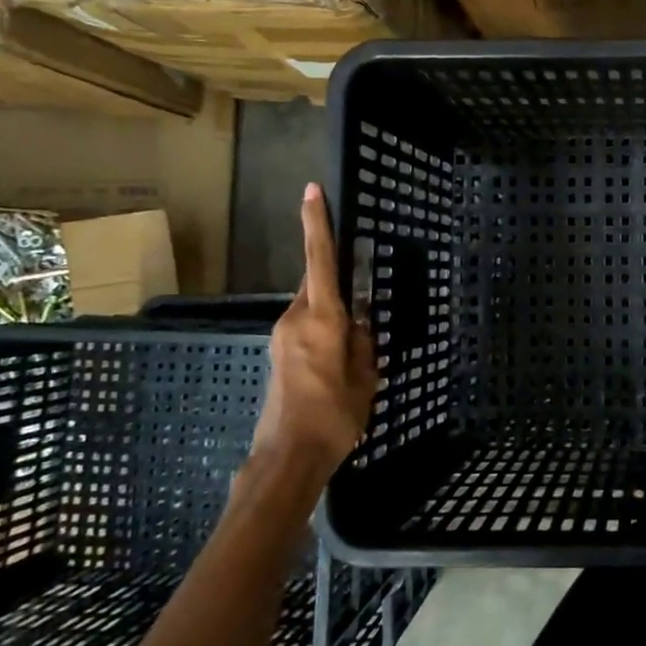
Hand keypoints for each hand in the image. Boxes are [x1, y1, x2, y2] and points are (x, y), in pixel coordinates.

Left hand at [251, 183, 378, 483]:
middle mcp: (297, 318)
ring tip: (355, 345)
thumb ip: (363, 340)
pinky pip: (307, 326)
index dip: (316, 223)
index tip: (311, 190)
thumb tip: (358, 321)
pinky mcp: (280, 352)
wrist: (289, 454)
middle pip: (317, 282)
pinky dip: (325, 329)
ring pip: (314, 306)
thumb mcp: (365, 376)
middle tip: (361, 294)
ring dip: (334, 312)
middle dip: (336, 278)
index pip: (320, 259)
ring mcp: (283, 335)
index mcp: (322, 318)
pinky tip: (339, 359)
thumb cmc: (334, 414)